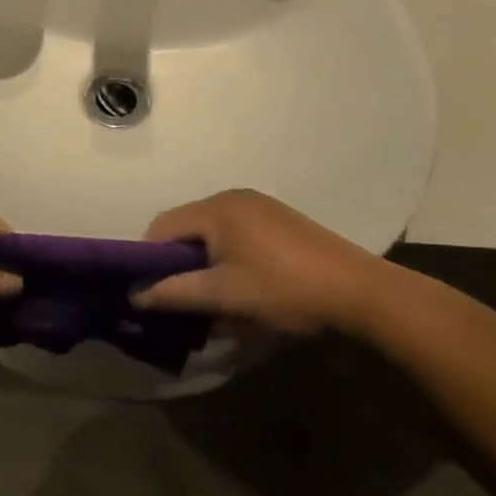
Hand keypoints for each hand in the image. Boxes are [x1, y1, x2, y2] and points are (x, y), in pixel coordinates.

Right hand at [132, 190, 402, 336]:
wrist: (360, 291)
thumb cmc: (284, 289)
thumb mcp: (223, 295)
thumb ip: (173, 292)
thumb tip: (135, 294)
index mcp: (216, 208)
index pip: (161, 227)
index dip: (147, 259)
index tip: (150, 292)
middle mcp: (233, 197)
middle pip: (186, 227)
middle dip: (177, 263)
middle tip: (180, 298)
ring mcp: (259, 206)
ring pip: (211, 233)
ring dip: (204, 262)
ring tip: (211, 296)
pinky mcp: (279, 220)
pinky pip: (235, 233)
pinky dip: (227, 256)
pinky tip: (241, 284)